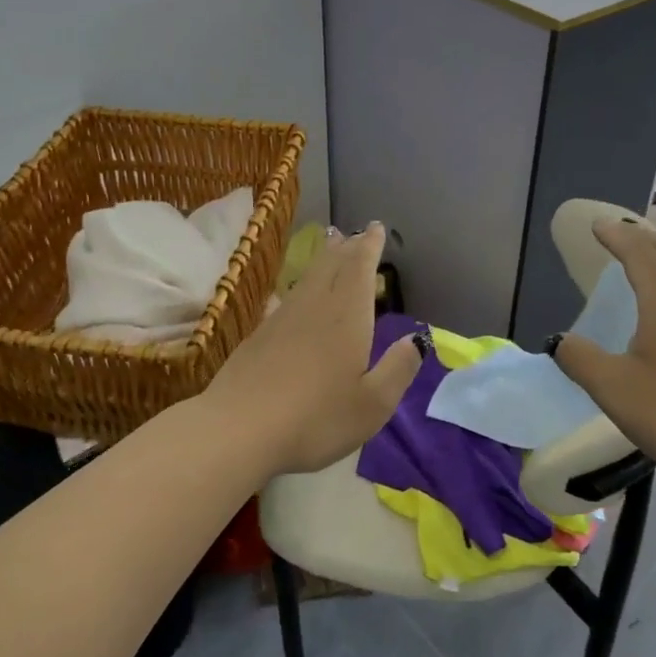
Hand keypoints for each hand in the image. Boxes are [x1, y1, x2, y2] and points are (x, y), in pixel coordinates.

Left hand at [199, 223, 422, 476]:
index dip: (369, 246)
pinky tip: (289, 295)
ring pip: (307, 279)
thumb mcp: (372, 403)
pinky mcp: (258, 336)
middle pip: (331, 266)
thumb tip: (417, 339)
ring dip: (322, 261)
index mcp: (346, 316)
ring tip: (331, 250)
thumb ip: (398, 369)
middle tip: (354, 234)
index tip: (375, 227)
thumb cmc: (316, 418)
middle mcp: (314, 307)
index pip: (360, 268)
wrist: (238, 429)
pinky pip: (284, 299)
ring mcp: (281, 319)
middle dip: (346, 248)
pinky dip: (296, 289)